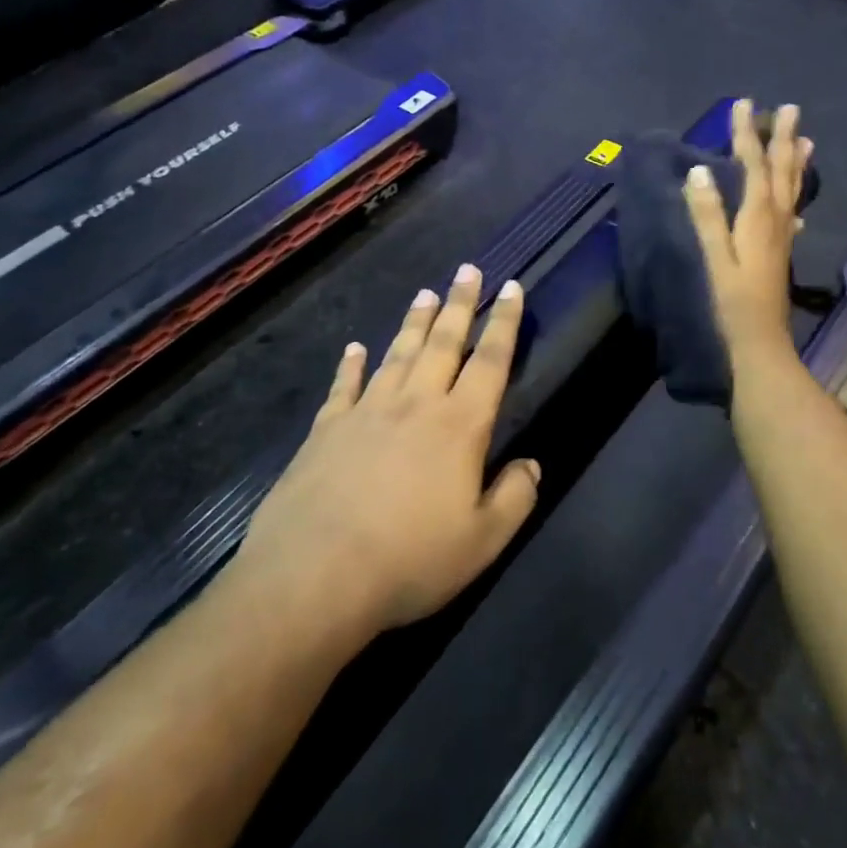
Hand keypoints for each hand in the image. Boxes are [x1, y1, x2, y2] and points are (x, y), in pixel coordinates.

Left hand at [236, 265, 538, 638]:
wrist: (314, 578)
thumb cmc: (409, 560)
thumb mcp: (482, 541)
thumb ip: (515, 497)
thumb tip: (531, 465)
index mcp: (459, 426)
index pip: (490, 362)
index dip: (503, 322)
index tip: (511, 288)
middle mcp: (415, 405)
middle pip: (443, 343)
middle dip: (459, 304)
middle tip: (467, 269)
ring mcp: (366, 412)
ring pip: (397, 354)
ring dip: (414, 322)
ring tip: (424, 293)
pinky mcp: (326, 430)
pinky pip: (344, 386)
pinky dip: (351, 364)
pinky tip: (354, 348)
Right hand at [683, 99, 813, 361]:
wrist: (761, 341)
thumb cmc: (734, 302)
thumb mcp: (716, 258)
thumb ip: (708, 216)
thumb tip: (699, 172)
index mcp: (758, 217)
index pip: (753, 165)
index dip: (747, 134)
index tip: (744, 104)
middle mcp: (776, 220)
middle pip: (781, 171)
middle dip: (781, 138)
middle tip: (789, 107)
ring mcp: (783, 236)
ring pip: (793, 189)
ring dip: (796, 162)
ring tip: (806, 139)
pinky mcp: (782, 250)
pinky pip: (793, 211)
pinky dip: (796, 196)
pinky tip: (798, 201)